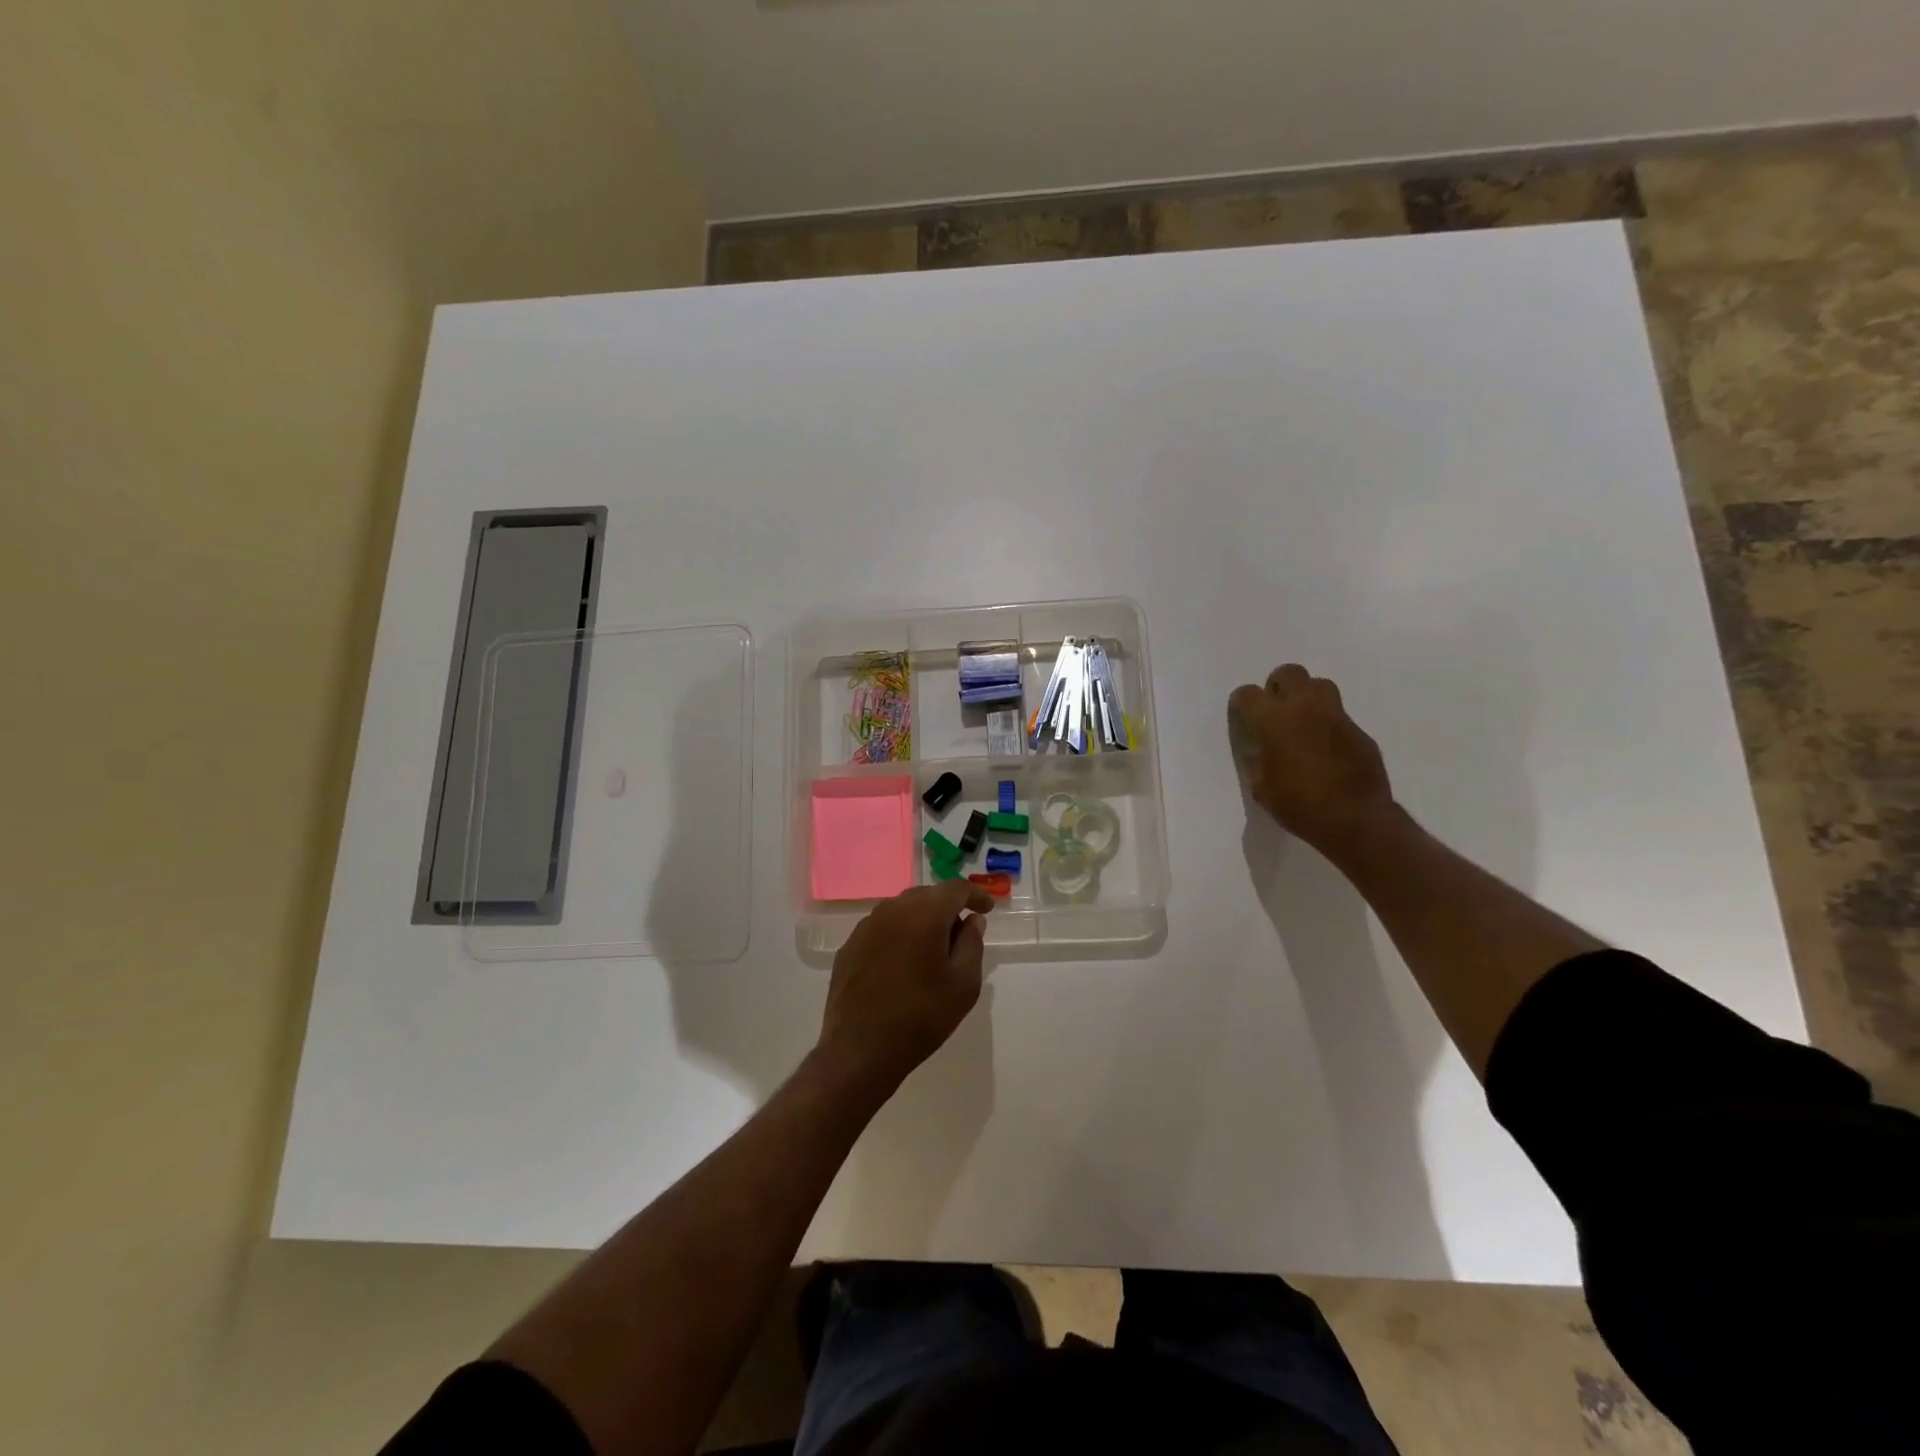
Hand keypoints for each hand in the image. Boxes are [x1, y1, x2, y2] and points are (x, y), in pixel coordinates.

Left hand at [816, 881, 994, 1097]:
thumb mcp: (963, 984)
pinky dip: (899, 936)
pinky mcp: (850, 945)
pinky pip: (882, 928)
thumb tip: (973, 921)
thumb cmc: (921, 1016)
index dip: (975, 895)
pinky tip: (903, 964)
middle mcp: (892, 909)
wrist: (860, 1049)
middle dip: (947, 908)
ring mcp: (867, 926)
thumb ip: (972, 944)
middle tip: (962, 934)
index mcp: (924, 913)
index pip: (955, 888)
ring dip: (922, 921)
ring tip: (933, 950)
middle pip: (927, 895)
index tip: (987, 910)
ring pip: (902, 910)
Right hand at [1228, 664, 1396, 854]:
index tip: (1242, 715)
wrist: (1355, 820)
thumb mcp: (1261, 787)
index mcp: (1273, 721)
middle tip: (1275, 710)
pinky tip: (1326, 749)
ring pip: (1319, 685)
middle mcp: (1305, 709)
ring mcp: (1337, 717)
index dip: (1241, 703)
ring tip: (1302, 721)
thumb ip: (1258, 760)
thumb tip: (1261, 750)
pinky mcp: (1359, 731)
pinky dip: (1328, 724)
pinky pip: (1339, 716)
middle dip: (1277, 686)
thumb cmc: (1299, 806)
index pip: (1248, 694)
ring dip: (1307, 696)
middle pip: (1289, 673)